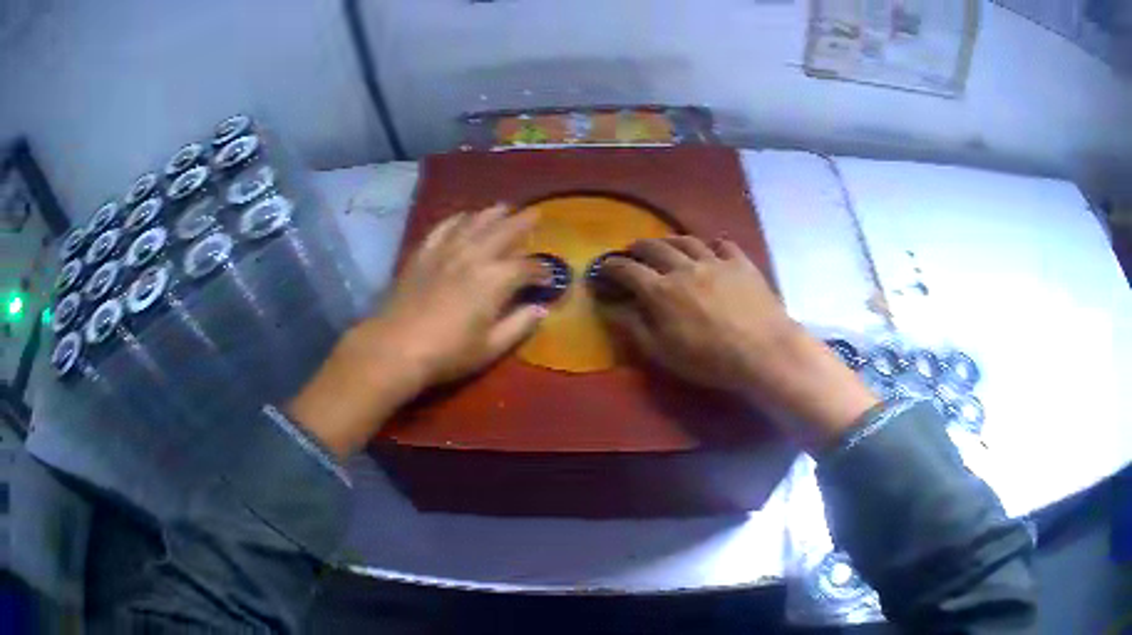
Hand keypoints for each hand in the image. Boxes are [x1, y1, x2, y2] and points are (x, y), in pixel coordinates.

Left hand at [357, 203, 546, 386]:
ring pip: (474, 223)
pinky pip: (443, 228)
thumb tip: (540, 309)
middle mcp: (474, 256)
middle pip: (504, 231)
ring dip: (492, 214)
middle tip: (535, 214)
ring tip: (504, 207)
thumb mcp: (490, 348)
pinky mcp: (423, 253)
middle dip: (522, 223)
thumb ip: (519, 326)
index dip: (542, 271)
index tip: (548, 277)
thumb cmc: (448, 353)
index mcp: (496, 279)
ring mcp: (446, 251)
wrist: (395, 346)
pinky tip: (463, 217)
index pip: (527, 267)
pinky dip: (457, 219)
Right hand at [603, 236, 877, 448]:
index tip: (603, 265)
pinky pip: (723, 245)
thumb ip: (634, 327)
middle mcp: (684, 268)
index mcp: (661, 291)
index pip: (628, 270)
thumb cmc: (709, 359)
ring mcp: (714, 261)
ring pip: (687, 241)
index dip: (612, 266)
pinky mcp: (740, 263)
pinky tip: (711, 248)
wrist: (763, 350)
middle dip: (638, 247)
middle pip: (655, 248)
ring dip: (671, 240)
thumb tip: (610, 308)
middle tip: (632, 250)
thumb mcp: (663, 352)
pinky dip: (712, 244)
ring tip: (665, 244)